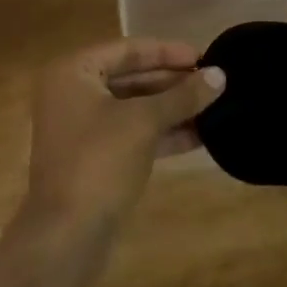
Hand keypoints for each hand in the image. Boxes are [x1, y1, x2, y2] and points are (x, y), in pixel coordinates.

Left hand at [26, 39, 224, 225]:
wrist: (66, 237)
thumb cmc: (99, 161)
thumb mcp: (145, 122)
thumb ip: (182, 96)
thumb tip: (220, 75)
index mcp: (73, 72)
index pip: (128, 50)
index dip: (167, 52)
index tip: (203, 57)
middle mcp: (72, 94)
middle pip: (131, 77)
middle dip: (172, 82)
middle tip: (212, 82)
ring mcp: (82, 129)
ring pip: (134, 108)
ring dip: (171, 108)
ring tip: (213, 106)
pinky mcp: (94, 160)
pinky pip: (132, 134)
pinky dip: (162, 133)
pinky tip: (199, 136)